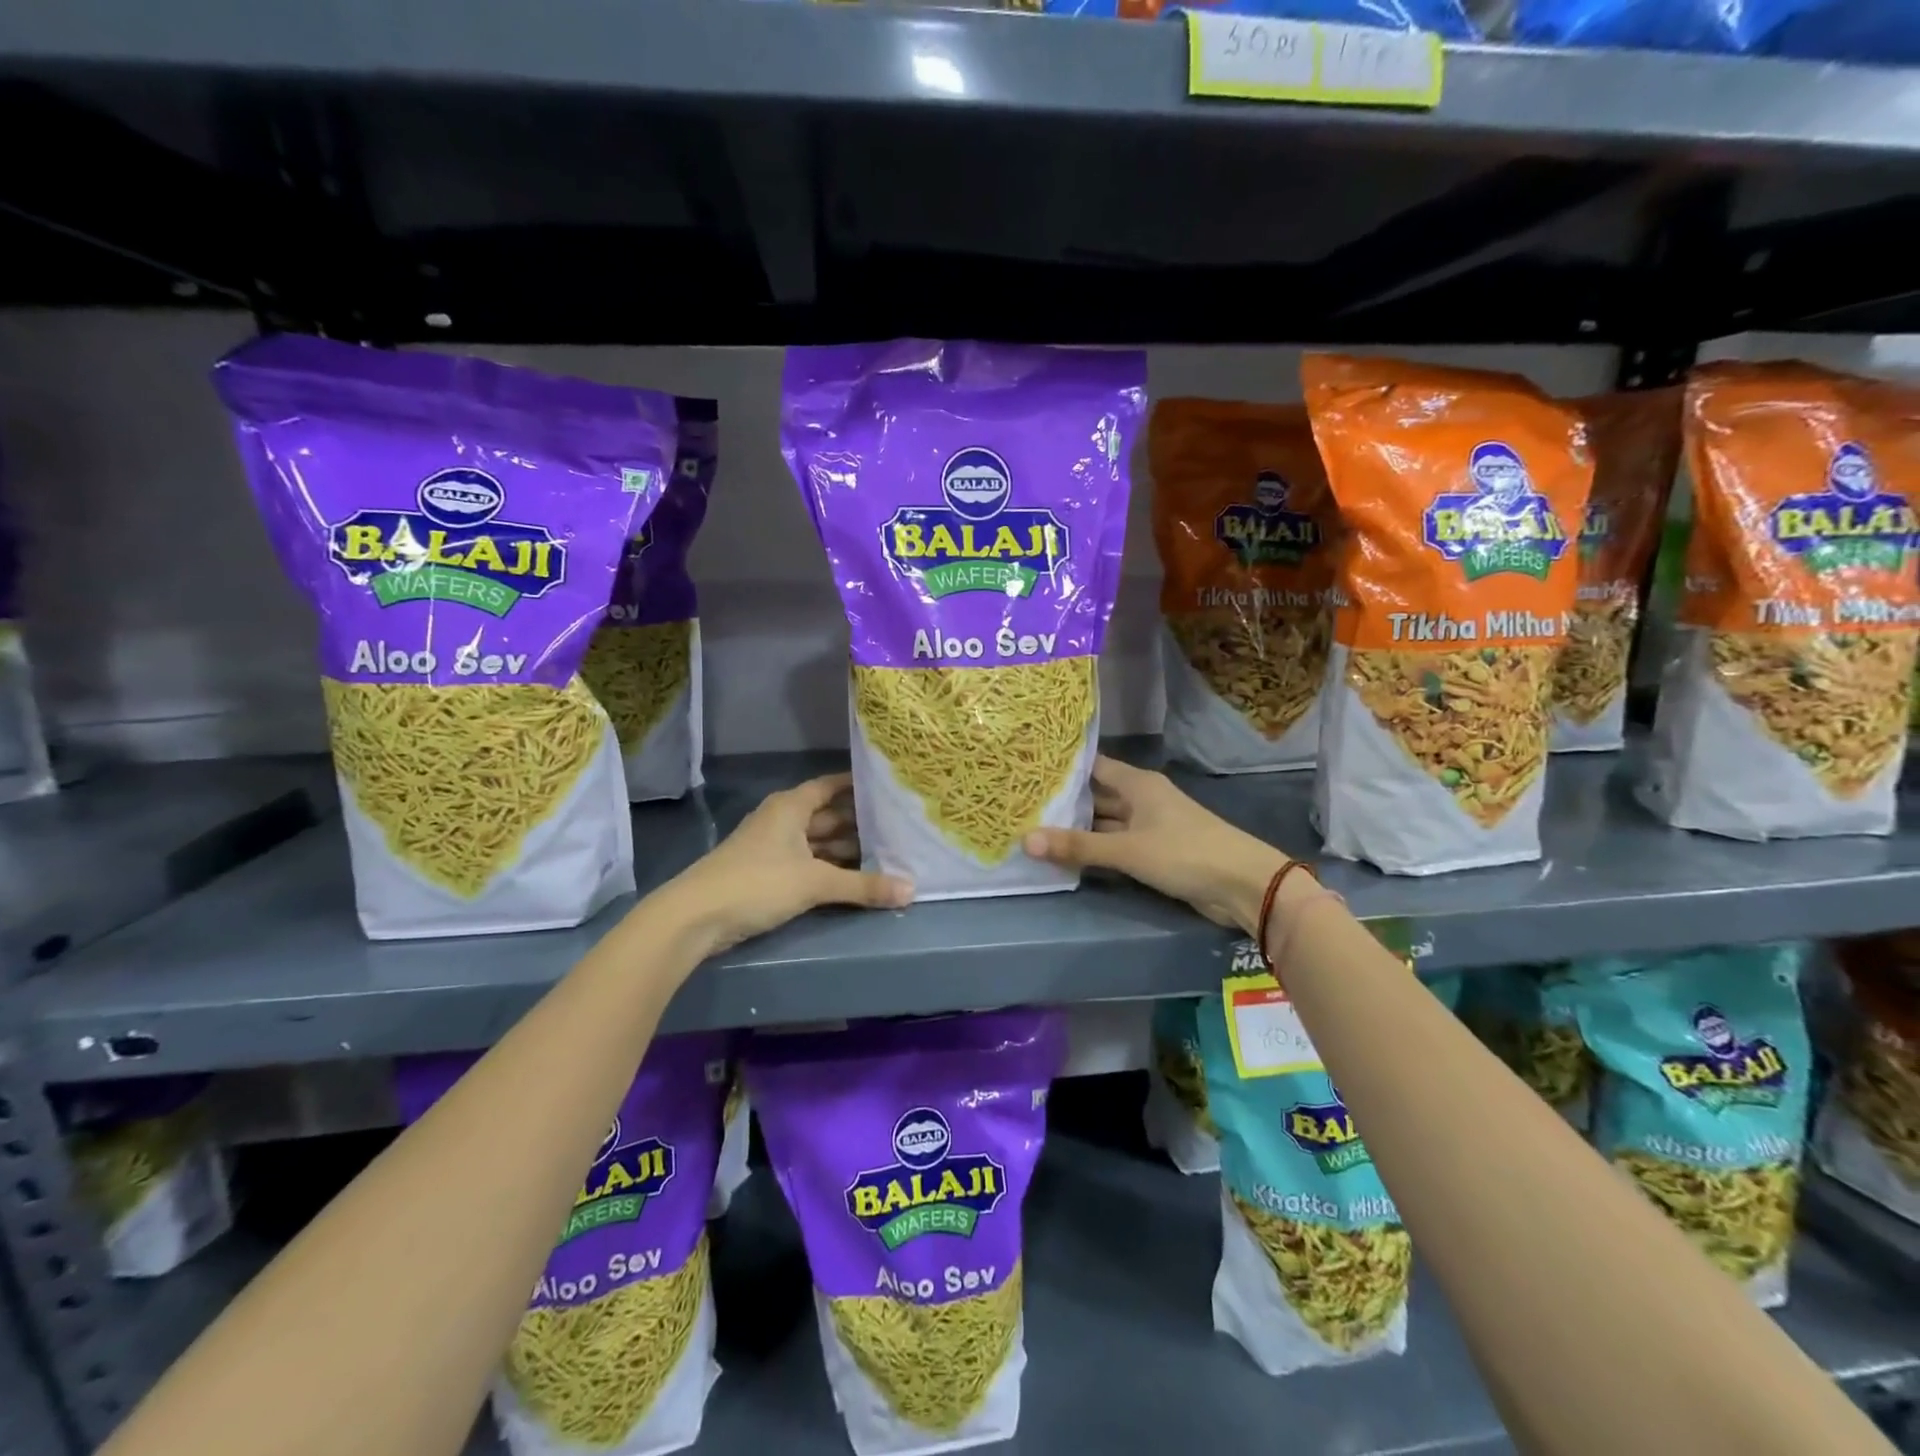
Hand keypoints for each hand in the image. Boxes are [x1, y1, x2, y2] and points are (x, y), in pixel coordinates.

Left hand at [668, 773, 912, 955]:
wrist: (695, 917)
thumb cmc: (757, 883)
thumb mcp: (815, 882)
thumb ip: (863, 886)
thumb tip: (911, 890)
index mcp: (791, 806)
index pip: (831, 786)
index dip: (858, 786)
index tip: (889, 788)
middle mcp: (783, 820)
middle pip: (828, 816)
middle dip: (861, 823)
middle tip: (900, 829)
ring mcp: (773, 848)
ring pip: (819, 842)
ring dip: (847, 850)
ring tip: (887, 855)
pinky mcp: (768, 874)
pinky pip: (808, 863)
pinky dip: (830, 868)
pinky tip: (854, 879)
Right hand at [1023, 756, 1285, 934]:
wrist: (1243, 885)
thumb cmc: (1185, 853)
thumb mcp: (1127, 850)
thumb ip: (1077, 846)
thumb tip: (1025, 840)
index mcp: (1138, 784)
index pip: (1092, 766)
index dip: (1063, 768)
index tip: (1029, 769)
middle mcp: (1142, 799)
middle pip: (1096, 795)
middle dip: (1064, 801)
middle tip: (1022, 803)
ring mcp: (1150, 826)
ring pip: (1105, 822)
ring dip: (1078, 828)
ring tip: (1035, 828)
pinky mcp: (1155, 852)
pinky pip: (1117, 844)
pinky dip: (1095, 848)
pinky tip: (1067, 855)